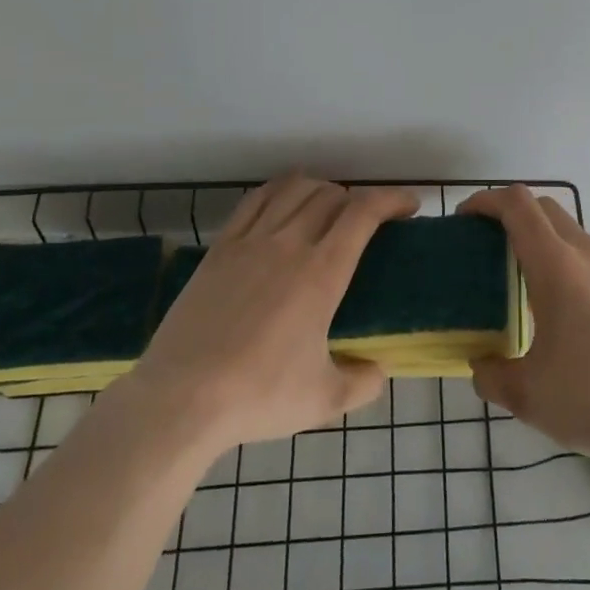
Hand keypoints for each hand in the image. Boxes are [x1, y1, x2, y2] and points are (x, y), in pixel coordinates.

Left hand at [124, 176, 416, 453]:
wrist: (181, 400)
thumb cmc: (259, 396)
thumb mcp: (324, 400)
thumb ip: (363, 382)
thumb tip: (379, 369)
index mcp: (322, 272)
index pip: (364, 212)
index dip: (392, 198)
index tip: (409, 206)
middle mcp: (289, 243)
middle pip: (332, 195)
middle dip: (359, 199)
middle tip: (369, 221)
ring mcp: (250, 241)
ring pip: (294, 189)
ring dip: (321, 189)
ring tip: (329, 206)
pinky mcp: (220, 248)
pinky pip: (255, 200)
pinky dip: (279, 191)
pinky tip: (284, 202)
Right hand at [462, 184, 589, 465]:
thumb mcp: (527, 394)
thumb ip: (491, 375)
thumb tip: (480, 365)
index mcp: (557, 266)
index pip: (518, 205)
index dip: (486, 201)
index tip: (464, 219)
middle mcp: (587, 254)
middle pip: (543, 207)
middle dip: (509, 213)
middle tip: (485, 244)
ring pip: (568, 229)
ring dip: (538, 236)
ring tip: (517, 276)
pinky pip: (587, 254)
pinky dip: (562, 257)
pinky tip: (557, 304)